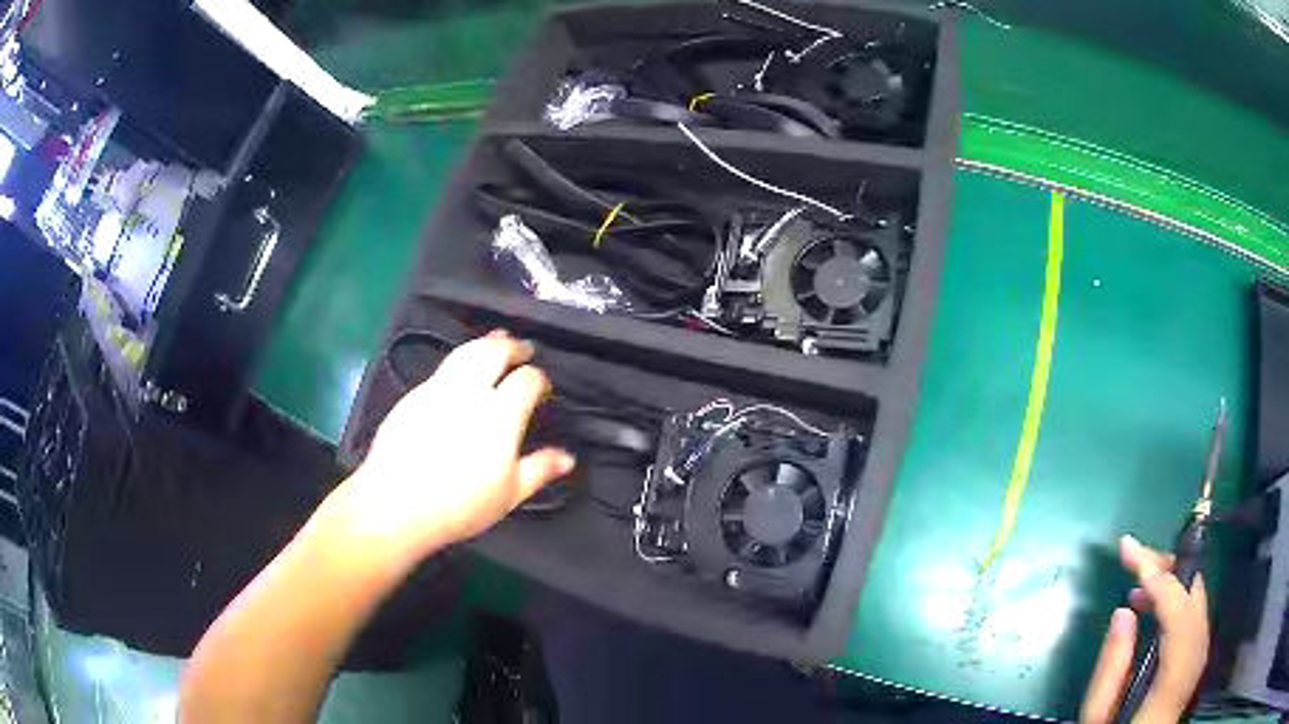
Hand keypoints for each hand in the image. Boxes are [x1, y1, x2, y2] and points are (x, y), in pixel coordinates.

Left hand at [319, 331, 575, 573]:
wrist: (395, 504)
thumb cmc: (459, 505)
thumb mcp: (508, 495)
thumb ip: (539, 470)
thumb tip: (567, 458)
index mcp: (499, 413)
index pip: (526, 379)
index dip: (539, 379)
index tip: (542, 388)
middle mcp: (469, 391)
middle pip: (493, 351)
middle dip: (512, 345)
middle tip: (522, 348)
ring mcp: (436, 389)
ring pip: (464, 352)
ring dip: (484, 344)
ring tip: (494, 343)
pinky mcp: (412, 396)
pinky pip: (442, 369)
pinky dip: (459, 362)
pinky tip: (459, 376)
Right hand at [1080, 535, 1208, 723]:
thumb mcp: (1098, 718)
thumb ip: (1112, 667)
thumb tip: (1124, 610)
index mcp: (1172, 681)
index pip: (1178, 613)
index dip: (1159, 578)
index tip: (1129, 551)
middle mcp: (1196, 660)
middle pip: (1194, 596)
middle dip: (1168, 568)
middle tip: (1134, 558)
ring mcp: (1201, 656)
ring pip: (1197, 600)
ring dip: (1172, 583)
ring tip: (1139, 585)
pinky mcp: (1198, 656)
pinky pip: (1195, 613)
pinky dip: (1178, 599)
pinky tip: (1155, 607)